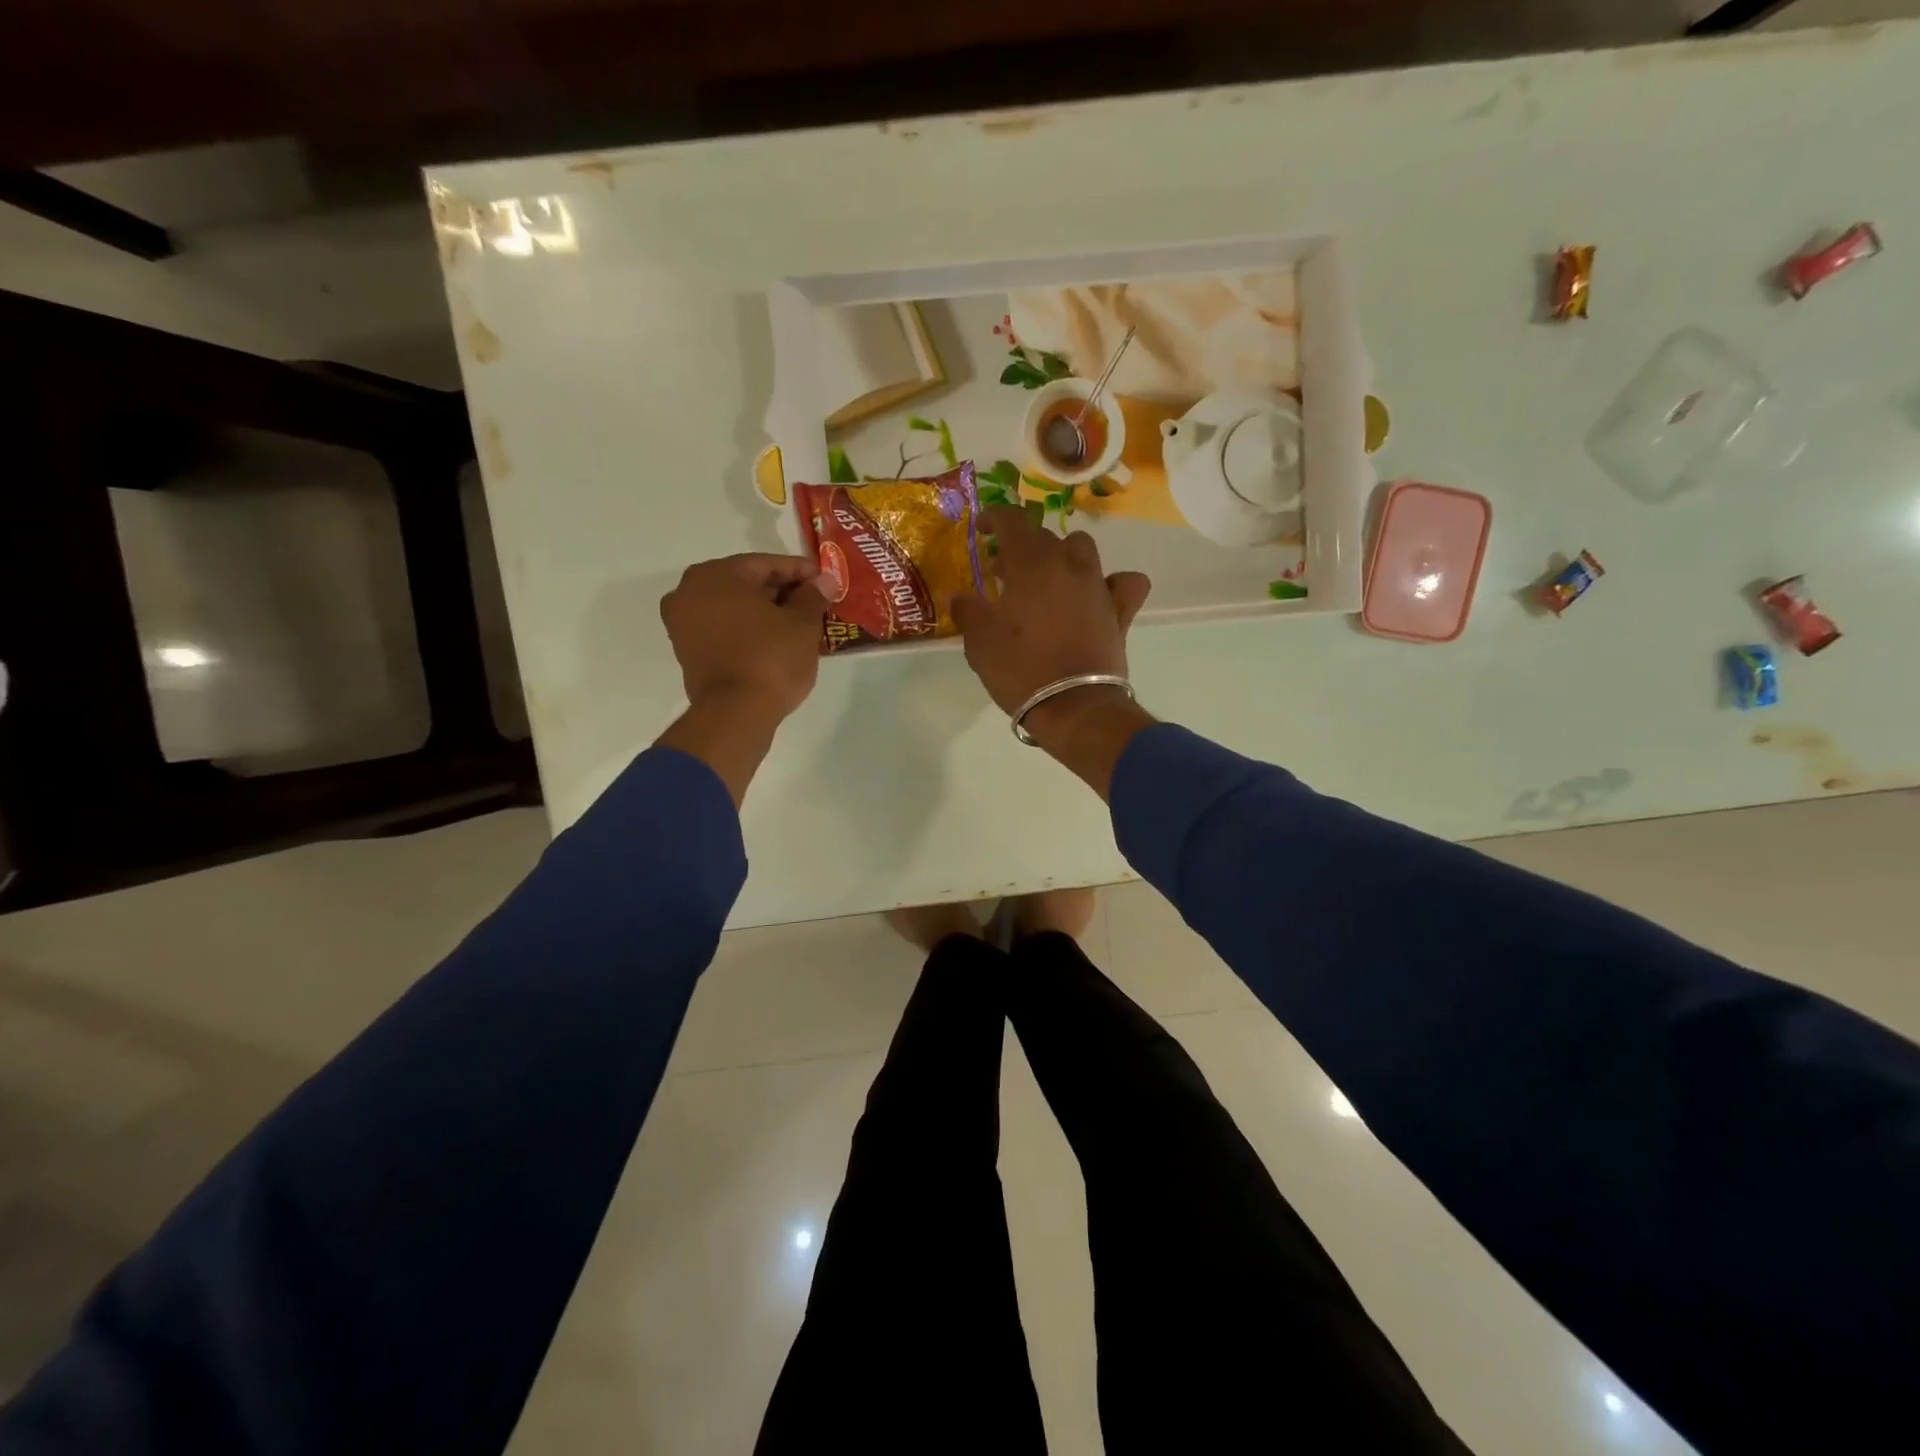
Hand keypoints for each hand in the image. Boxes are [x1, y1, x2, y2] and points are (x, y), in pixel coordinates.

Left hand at [655, 554, 826, 805]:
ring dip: (763, 612)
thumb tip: (824, 580)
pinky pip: (723, 628)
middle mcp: (690, 591)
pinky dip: (747, 629)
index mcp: (716, 575)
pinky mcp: (686, 650)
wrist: (735, 714)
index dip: (800, 571)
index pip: (766, 564)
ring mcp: (683, 622)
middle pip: (745, 583)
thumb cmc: (770, 659)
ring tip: (798, 623)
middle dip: (781, 592)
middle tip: (813, 602)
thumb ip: (812, 596)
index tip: (824, 580)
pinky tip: (774, 640)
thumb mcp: (802, 624)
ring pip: (733, 607)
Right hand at [951, 508, 1155, 796]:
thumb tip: (962, 597)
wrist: (1073, 707)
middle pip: (1045, 536)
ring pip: (1083, 549)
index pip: (1013, 520)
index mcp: (1030, 564)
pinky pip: (1125, 583)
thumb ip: (968, 611)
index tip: (982, 529)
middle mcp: (1068, 565)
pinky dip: (1113, 583)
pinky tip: (1099, 595)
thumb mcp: (979, 642)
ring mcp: (1098, 586)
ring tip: (1048, 580)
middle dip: (1022, 546)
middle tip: (1004, 572)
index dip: (995, 518)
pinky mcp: (1120, 612)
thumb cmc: (1020, 669)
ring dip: (1063, 555)